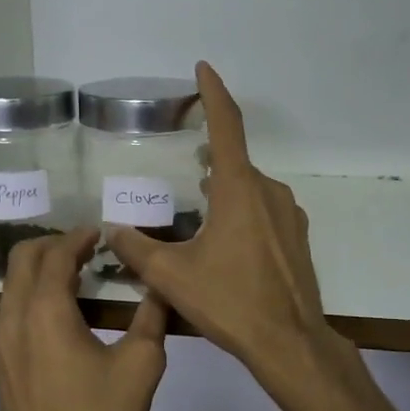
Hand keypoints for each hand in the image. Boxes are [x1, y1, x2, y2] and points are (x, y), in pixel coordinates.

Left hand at [0, 227, 168, 410]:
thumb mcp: (141, 366)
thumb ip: (151, 317)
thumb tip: (159, 288)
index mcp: (45, 312)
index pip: (56, 254)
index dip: (79, 237)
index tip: (102, 233)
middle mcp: (13, 319)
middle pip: (21, 260)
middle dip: (52, 245)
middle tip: (87, 248)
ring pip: (12, 286)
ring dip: (40, 271)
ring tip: (78, 278)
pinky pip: (11, 312)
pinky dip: (33, 297)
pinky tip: (64, 316)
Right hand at [104, 63, 354, 396]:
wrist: (289, 342)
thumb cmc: (229, 302)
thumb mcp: (172, 276)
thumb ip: (136, 249)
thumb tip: (112, 231)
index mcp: (240, 189)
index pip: (226, 126)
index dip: (213, 93)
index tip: (203, 68)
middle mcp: (269, 192)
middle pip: (234, 163)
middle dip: (209, 158)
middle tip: (184, 163)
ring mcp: (289, 216)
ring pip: (250, 190)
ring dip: (224, 191)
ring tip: (198, 210)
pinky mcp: (297, 239)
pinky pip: (264, 212)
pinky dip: (242, 213)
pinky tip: (226, 243)